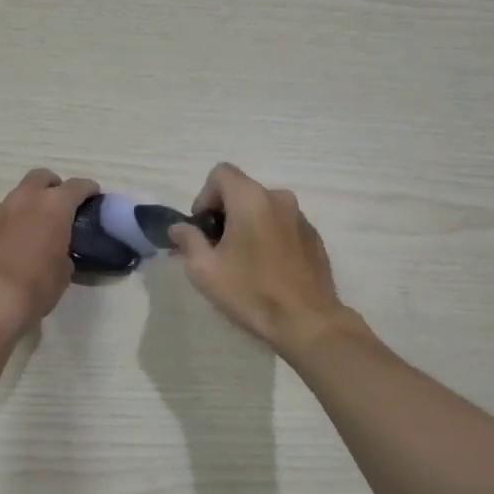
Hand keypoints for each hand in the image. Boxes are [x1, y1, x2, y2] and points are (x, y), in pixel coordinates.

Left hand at [0, 170, 99, 338]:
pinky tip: (9, 245)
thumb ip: (63, 252)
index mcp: (54, 206)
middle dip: (53, 186)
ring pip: (17, 196)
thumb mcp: (63, 272)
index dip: (87, 190)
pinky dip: (8, 224)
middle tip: (59, 206)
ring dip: (27, 206)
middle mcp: (25, 200)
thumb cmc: (35, 287)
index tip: (93, 196)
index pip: (77, 186)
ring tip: (32, 229)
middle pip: (41, 177)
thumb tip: (56, 252)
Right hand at [169, 163, 360, 354]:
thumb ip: (188, 241)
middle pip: (242, 190)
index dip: (205, 195)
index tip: (203, 227)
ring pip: (264, 208)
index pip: (221, 173)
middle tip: (217, 247)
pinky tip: (267, 268)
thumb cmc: (251, 291)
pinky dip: (269, 236)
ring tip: (243, 260)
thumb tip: (179, 228)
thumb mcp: (205, 270)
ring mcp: (300, 217)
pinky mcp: (314, 236)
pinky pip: (282, 224)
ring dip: (248, 224)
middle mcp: (278, 198)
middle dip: (225, 212)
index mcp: (251, 199)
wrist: (307, 321)